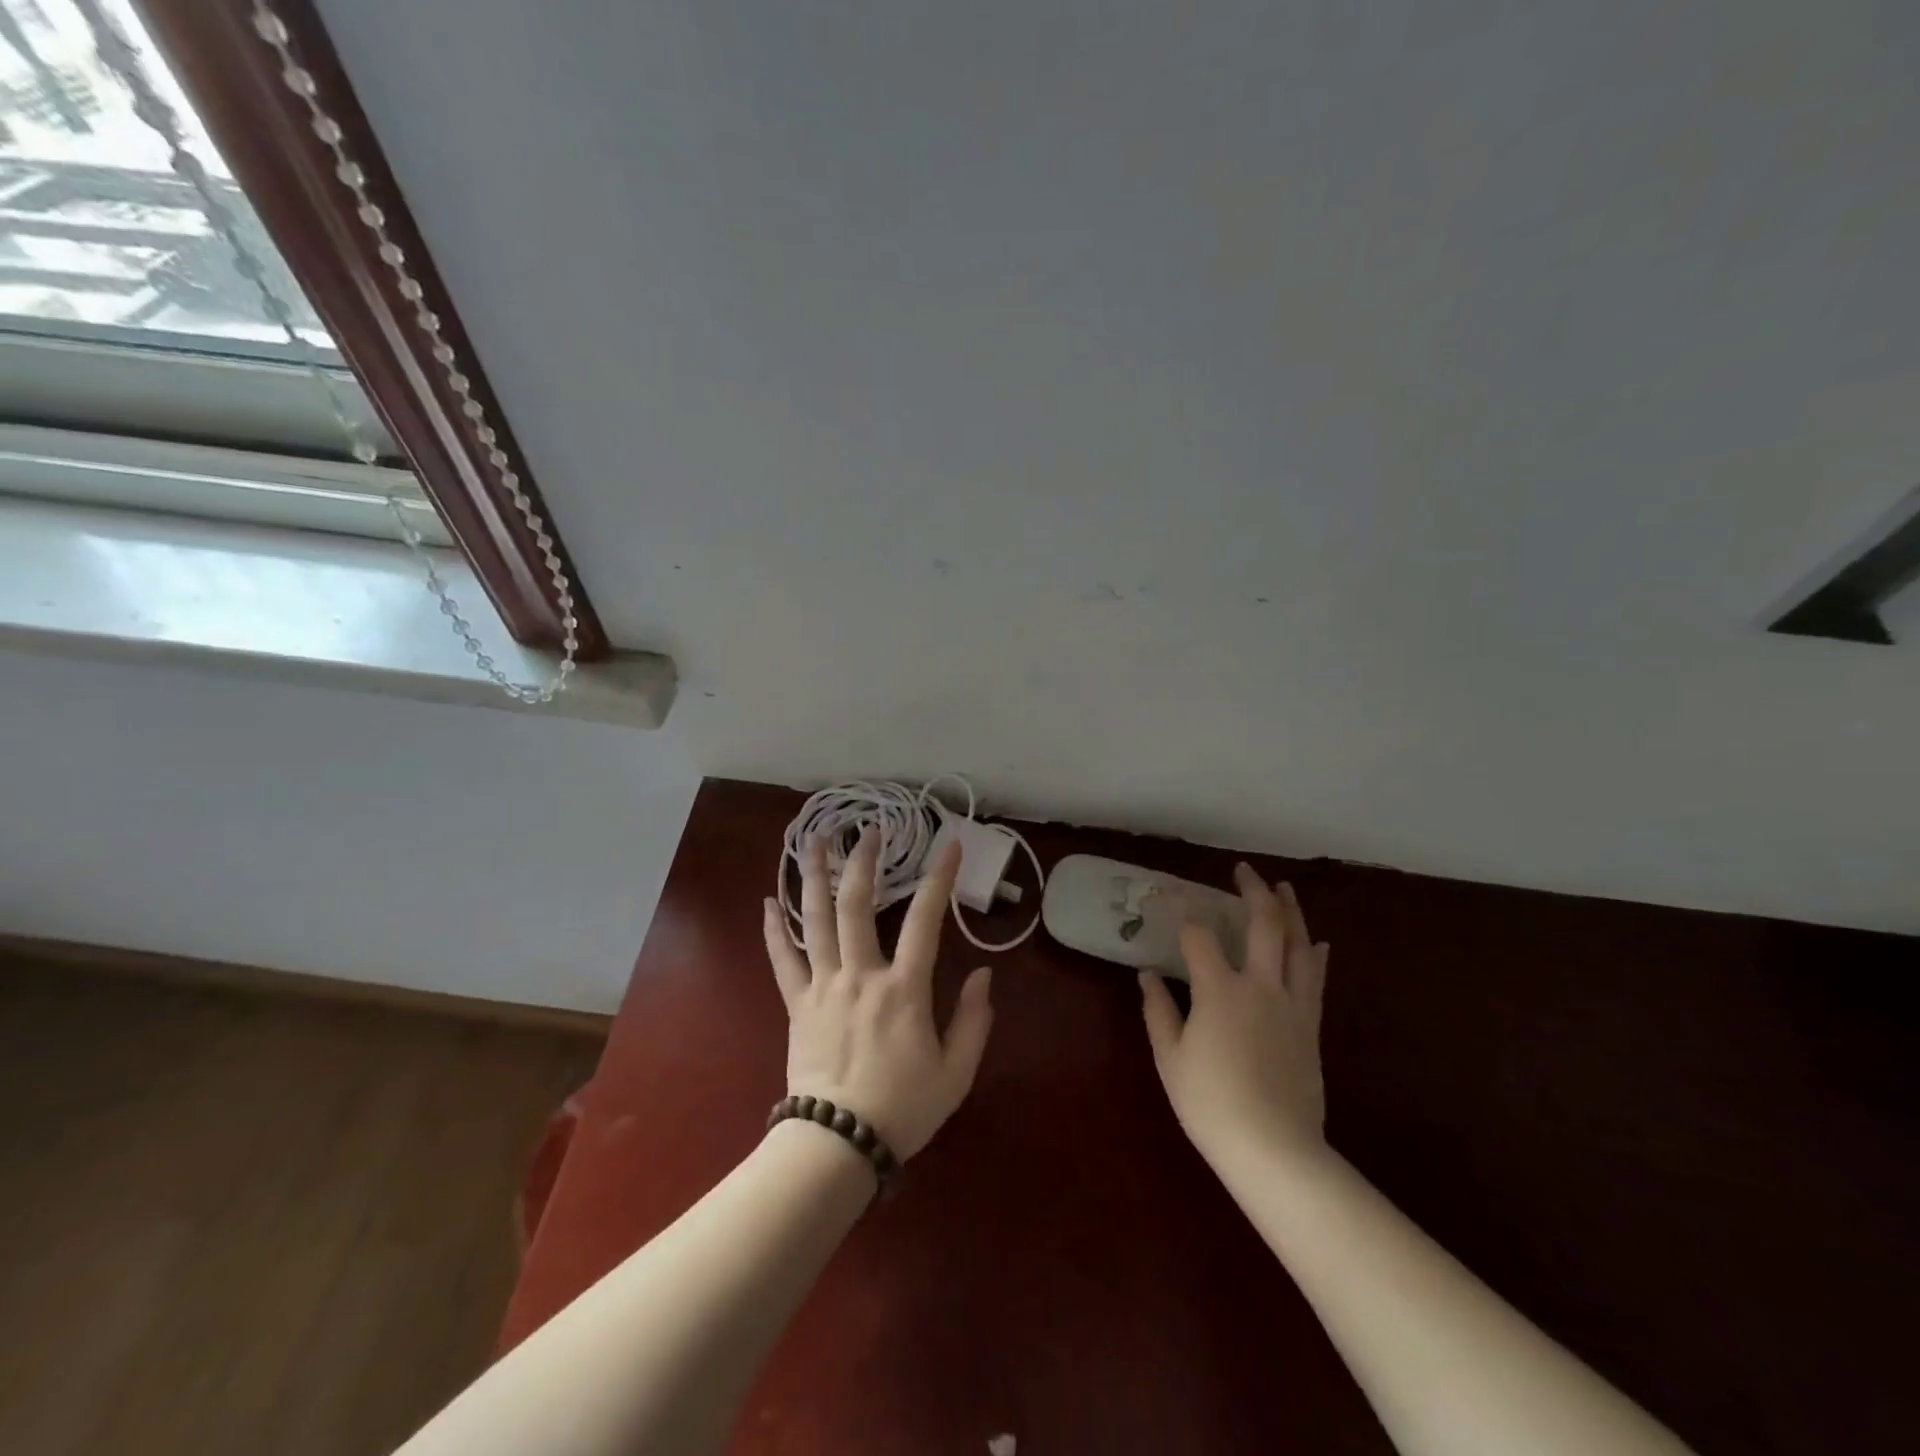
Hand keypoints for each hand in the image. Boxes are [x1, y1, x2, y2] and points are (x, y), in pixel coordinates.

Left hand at [762, 828, 993, 1159]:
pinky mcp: (797, 1004)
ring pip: (815, 920)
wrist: (838, 1144)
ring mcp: (823, 986)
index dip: (939, 879)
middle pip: (858, 904)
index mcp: (904, 989)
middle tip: (869, 829)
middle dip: (864, 861)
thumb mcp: (956, 1072)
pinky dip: (773, 930)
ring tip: (812, 839)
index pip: (926, 920)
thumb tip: (982, 975)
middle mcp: (861, 975)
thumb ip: (974, 1021)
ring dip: (813, 876)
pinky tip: (767, 902)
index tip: (950, 845)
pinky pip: (782, 960)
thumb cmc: (903, 1108)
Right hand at [1141, 865, 1329, 1169]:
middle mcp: (1260, 986)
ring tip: (1284, 888)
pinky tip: (1316, 941)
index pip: (1199, 938)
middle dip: (1253, 892)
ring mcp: (1292, 1005)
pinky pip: (1316, 979)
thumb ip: (1158, 1011)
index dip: (1185, 918)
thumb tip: (1147, 975)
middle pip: (1262, 925)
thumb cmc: (1211, 1104)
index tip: (1173, 907)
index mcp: (1219, 990)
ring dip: (1291, 911)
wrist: (1275, 1150)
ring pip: (1298, 944)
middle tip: (1244, 870)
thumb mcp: (1170, 1059)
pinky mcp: (1311, 1026)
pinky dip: (1315, 954)